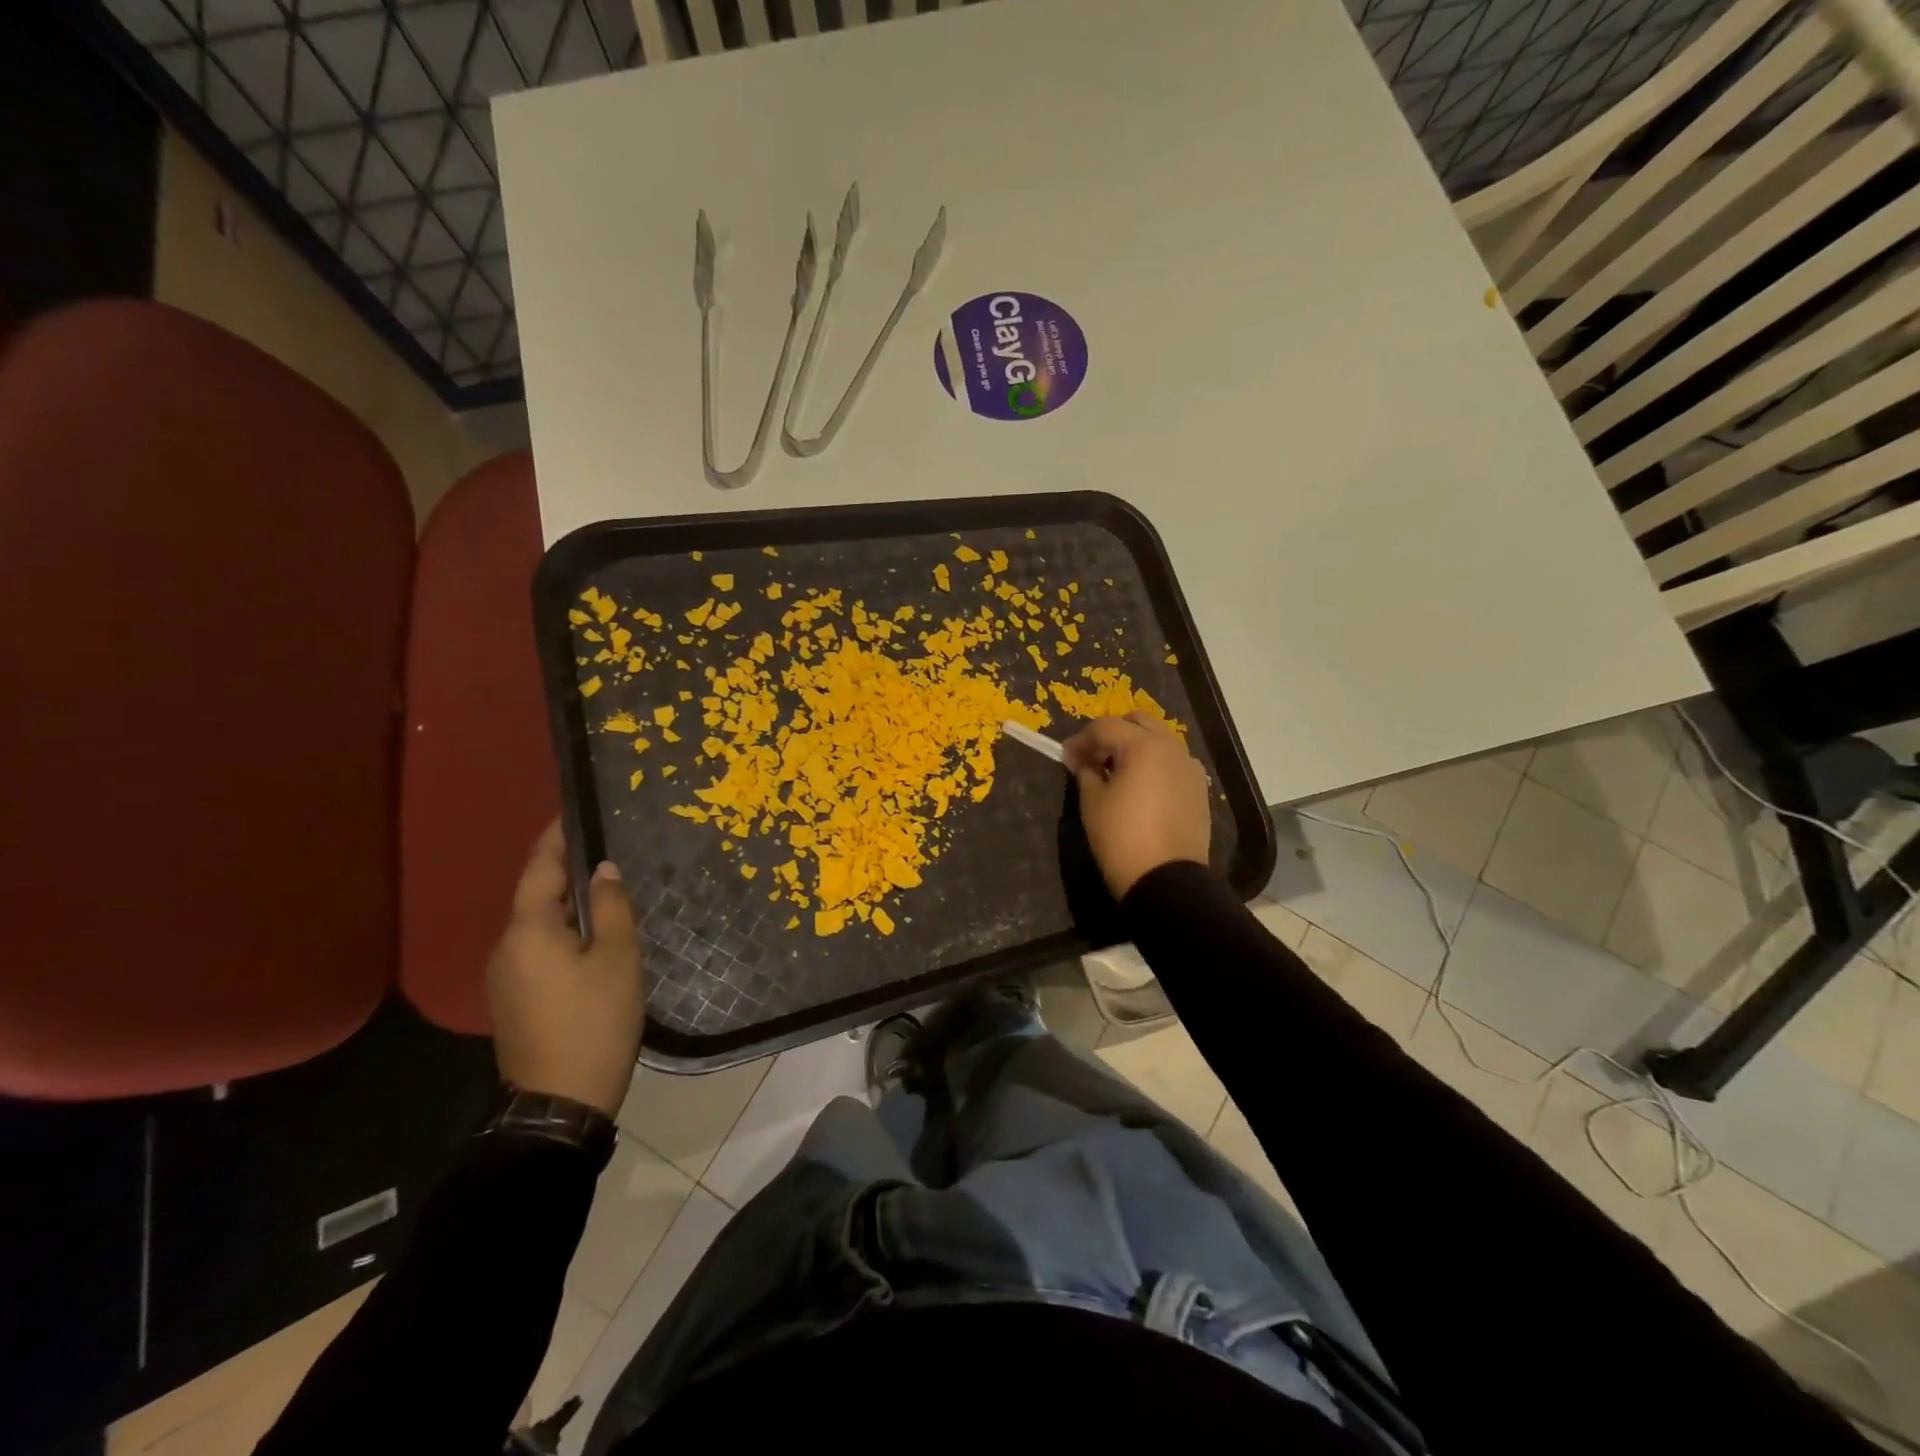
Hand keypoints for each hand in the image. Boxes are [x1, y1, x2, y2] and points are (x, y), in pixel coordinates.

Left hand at [485, 820, 643, 1115]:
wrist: (559, 1104)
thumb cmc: (594, 1021)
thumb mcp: (617, 958)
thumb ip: (610, 908)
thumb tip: (603, 870)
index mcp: (528, 931)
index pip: (539, 869)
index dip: (556, 839)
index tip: (571, 812)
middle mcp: (506, 948)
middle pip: (535, 897)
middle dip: (564, 871)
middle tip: (604, 850)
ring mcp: (505, 978)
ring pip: (538, 926)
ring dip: (566, 905)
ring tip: (605, 890)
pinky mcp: (514, 1000)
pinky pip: (538, 950)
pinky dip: (562, 933)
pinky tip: (592, 937)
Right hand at [1063, 713, 1211, 899]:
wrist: (1166, 880)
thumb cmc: (1122, 837)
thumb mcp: (1093, 802)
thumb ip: (1085, 771)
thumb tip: (1080, 759)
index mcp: (1143, 746)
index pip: (1105, 727)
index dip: (1081, 739)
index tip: (1066, 756)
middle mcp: (1172, 748)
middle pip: (1138, 722)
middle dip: (1112, 733)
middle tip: (1093, 756)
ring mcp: (1190, 767)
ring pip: (1159, 740)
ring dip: (1135, 746)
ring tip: (1115, 772)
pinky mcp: (1199, 788)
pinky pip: (1172, 763)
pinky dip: (1153, 764)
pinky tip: (1140, 787)